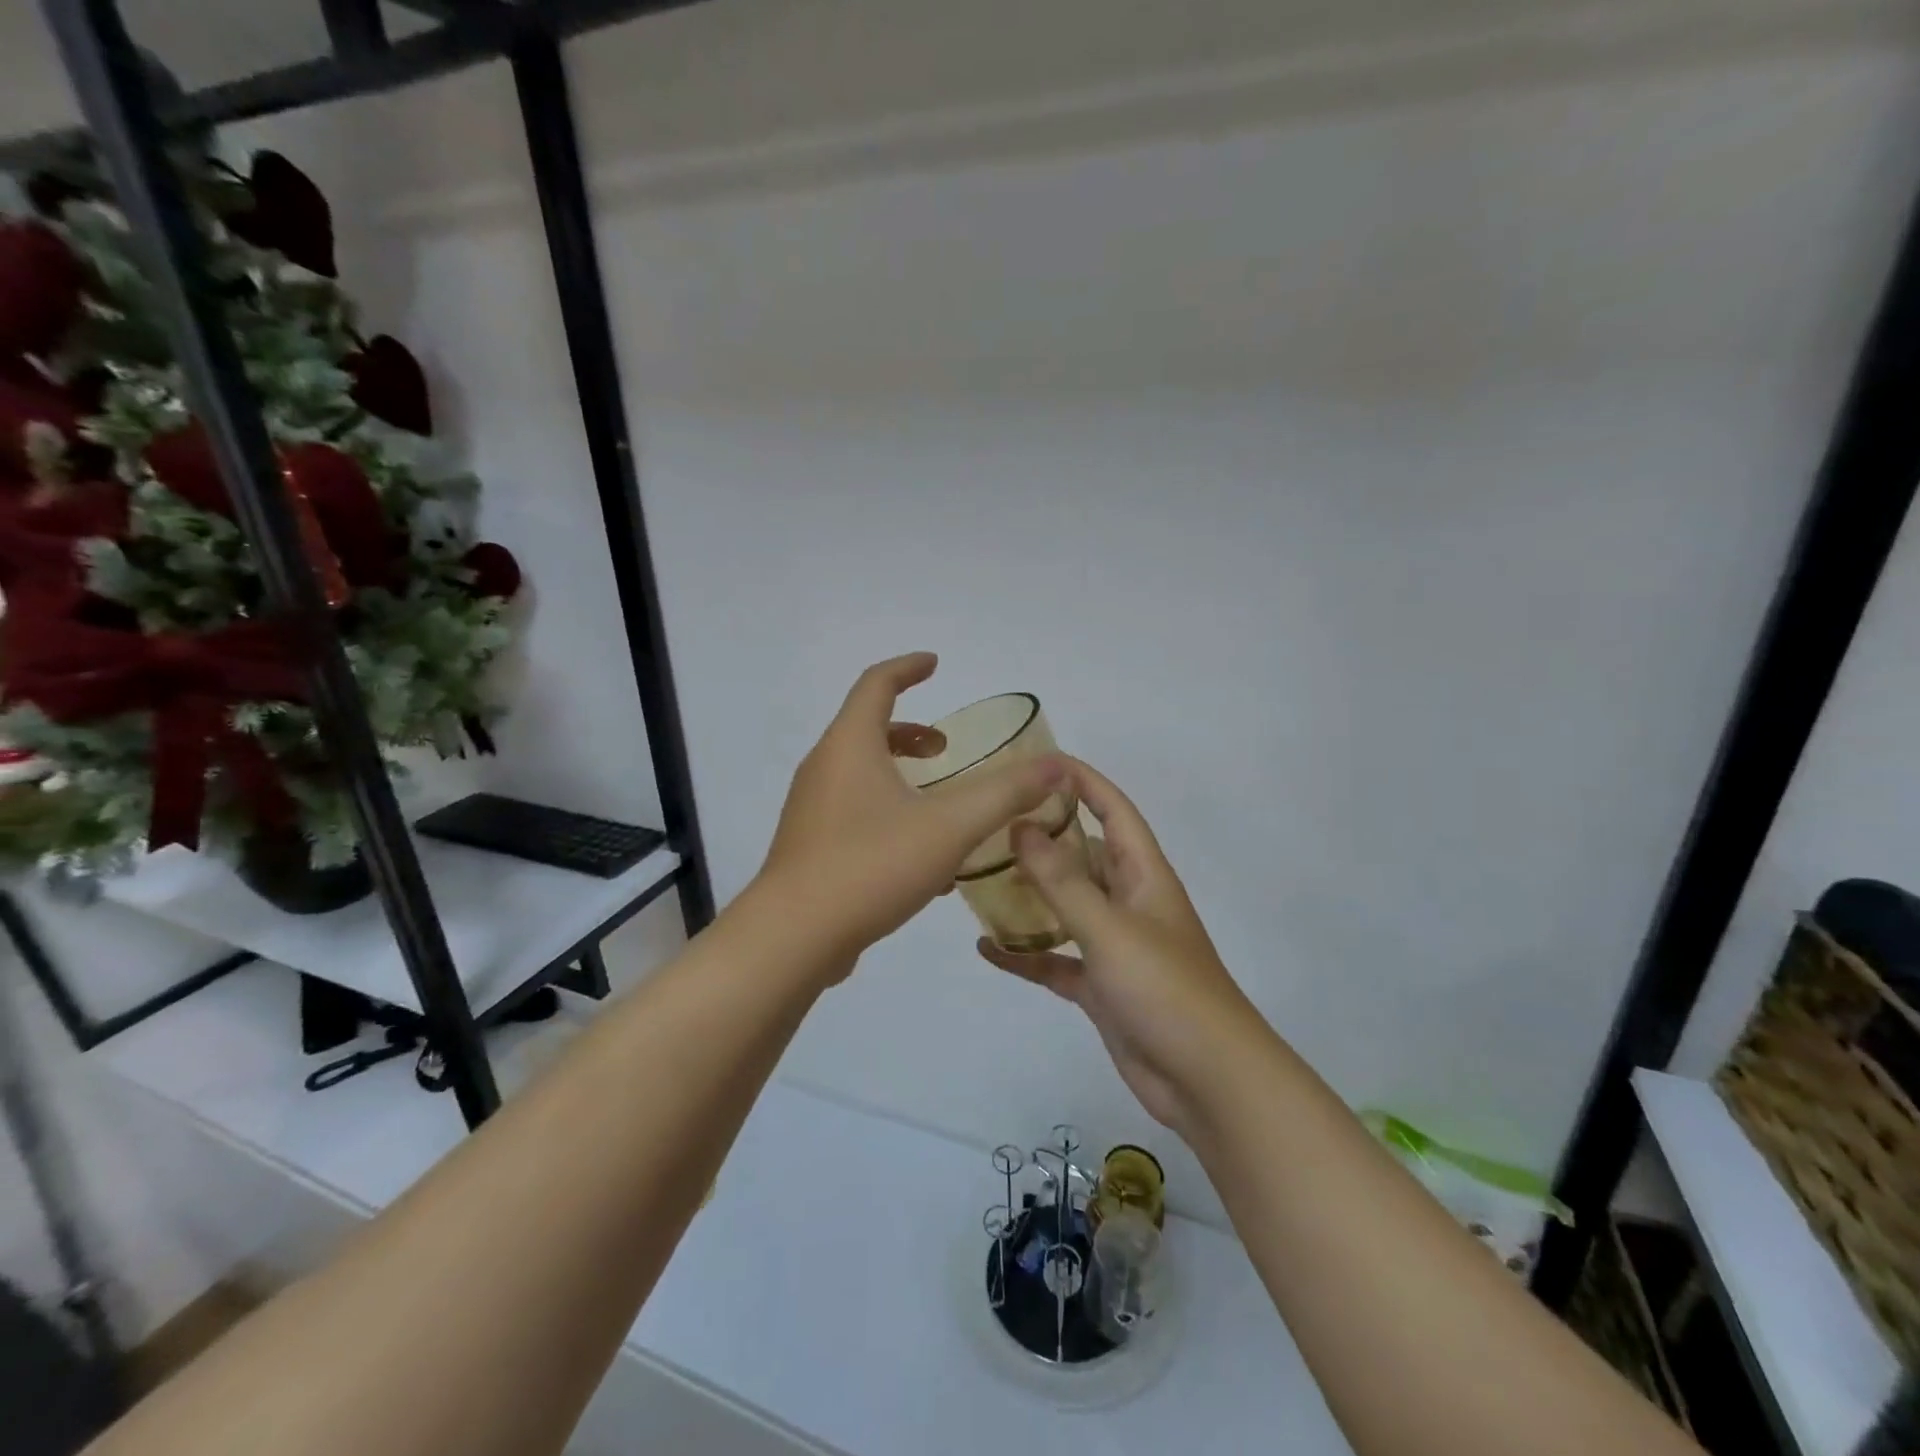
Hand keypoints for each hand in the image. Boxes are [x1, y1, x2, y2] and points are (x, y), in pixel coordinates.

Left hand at [757, 653, 1063, 967]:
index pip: (876, 684)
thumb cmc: (871, 865)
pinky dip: (888, 811)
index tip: (935, 664)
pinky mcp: (810, 847)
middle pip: (867, 729)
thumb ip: (1005, 793)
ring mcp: (811, 809)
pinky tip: (922, 857)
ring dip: (900, 774)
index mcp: (849, 745)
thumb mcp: (950, 826)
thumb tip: (1054, 765)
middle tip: (946, 749)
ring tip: (941, 802)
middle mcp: (823, 768)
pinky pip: (854, 812)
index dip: (907, 668)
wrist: (793, 938)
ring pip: (860, 774)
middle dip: (911, 732)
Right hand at [977, 758, 1262, 1134]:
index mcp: (1143, 875)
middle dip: (1042, 836)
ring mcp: (1113, 945)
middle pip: (1082, 854)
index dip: (1082, 781)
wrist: (1207, 1080)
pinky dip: (1025, 954)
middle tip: (988, 823)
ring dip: (1029, 893)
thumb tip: (1022, 826)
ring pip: (1065, 905)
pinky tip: (986, 948)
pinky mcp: (1099, 985)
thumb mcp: (1109, 928)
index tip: (1038, 761)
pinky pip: (1055, 959)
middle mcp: (1128, 901)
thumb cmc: (1165, 989)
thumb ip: (1063, 880)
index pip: (1113, 810)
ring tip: (978, 877)